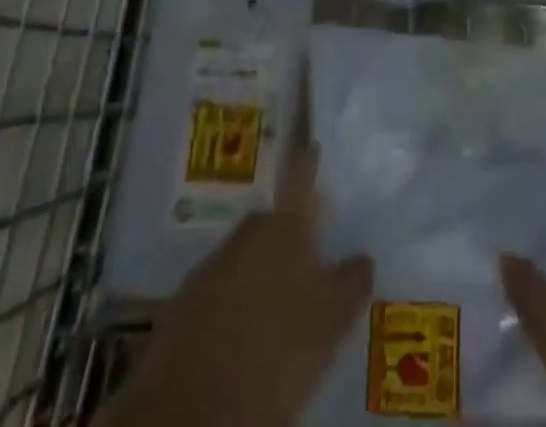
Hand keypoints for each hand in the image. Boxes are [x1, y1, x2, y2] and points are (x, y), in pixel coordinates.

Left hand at [98, 147, 372, 426]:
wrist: (191, 411)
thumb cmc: (277, 353)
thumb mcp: (330, 321)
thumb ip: (351, 282)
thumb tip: (364, 257)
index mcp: (283, 228)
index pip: (300, 180)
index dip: (308, 163)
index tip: (313, 145)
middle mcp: (245, 236)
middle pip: (270, 221)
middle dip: (287, 231)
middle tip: (307, 252)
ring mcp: (209, 269)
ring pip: (243, 257)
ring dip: (260, 269)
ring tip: (278, 300)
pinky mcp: (181, 307)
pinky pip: (218, 291)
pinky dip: (234, 301)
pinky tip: (244, 331)